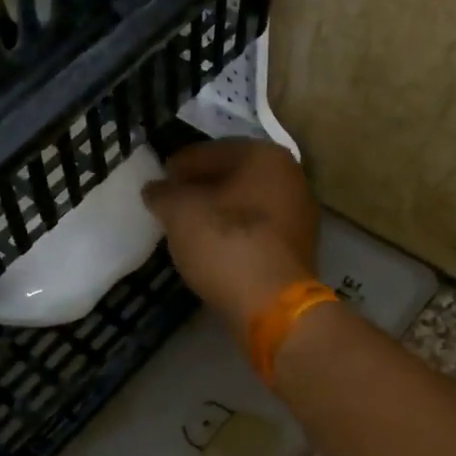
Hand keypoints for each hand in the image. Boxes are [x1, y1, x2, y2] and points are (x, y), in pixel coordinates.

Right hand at [141, 140, 320, 326]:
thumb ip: (164, 194)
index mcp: (265, 156)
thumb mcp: (180, 213)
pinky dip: (235, 235)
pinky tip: (213, 248)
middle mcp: (291, 177)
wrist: (272, 304)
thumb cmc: (225, 244)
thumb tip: (155, 189)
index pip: (211, 152)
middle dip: (201, 188)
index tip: (160, 180)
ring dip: (218, 212)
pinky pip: (258, 231)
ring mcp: (300, 215)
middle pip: (233, 176)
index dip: (180, 165)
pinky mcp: (298, 249)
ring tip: (188, 228)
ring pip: (247, 205)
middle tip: (171, 203)